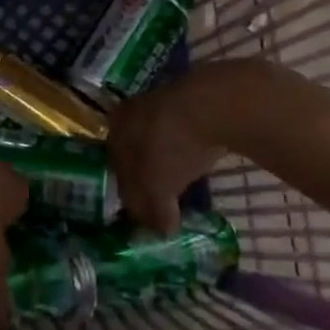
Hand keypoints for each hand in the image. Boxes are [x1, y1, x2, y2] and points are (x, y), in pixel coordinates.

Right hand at [108, 61, 271, 233]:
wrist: (213, 104)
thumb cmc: (171, 148)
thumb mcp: (158, 188)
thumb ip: (154, 211)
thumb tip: (162, 231)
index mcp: (116, 129)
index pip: (117, 168)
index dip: (130, 194)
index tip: (144, 212)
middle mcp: (132, 110)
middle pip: (137, 150)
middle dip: (148, 174)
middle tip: (162, 197)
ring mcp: (163, 100)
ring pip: (160, 137)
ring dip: (170, 159)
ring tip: (183, 180)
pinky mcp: (193, 98)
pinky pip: (185, 130)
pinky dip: (189, 147)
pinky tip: (200, 159)